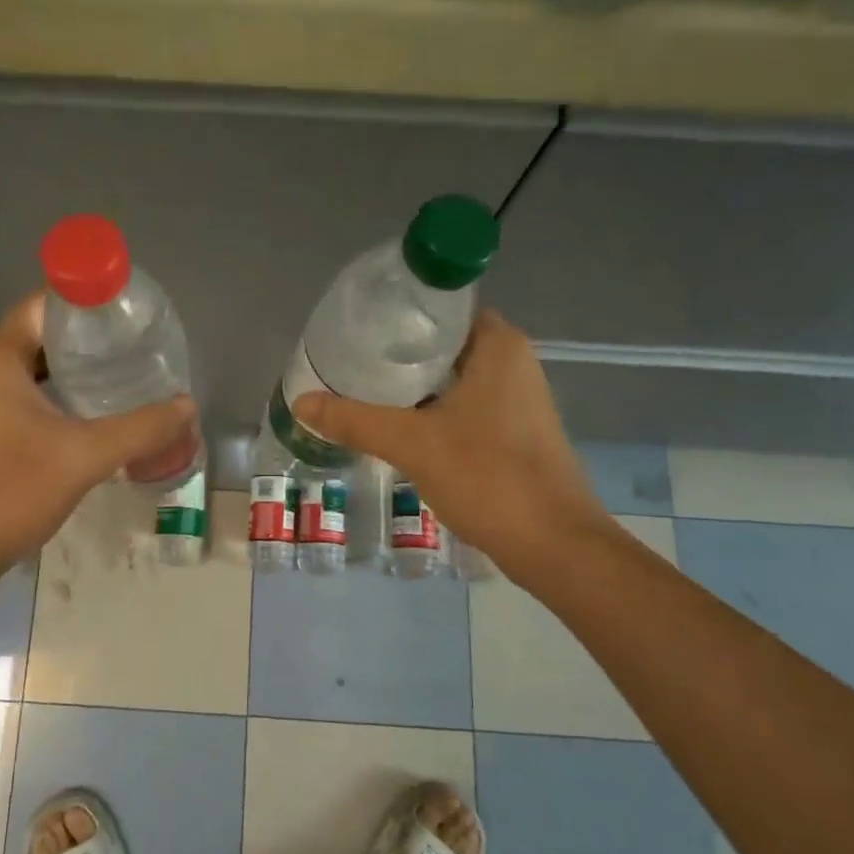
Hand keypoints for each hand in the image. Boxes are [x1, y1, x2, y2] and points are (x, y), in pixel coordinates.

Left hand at [0, 293, 197, 577]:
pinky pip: (20, 394)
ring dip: (71, 370)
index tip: (127, 314)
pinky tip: (87, 414)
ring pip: (30, 367)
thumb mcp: (85, 456)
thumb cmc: (12, 491)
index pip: (44, 304)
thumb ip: (141, 428)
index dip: (86, 302)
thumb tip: (187, 405)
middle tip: (134, 348)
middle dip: (87, 339)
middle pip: (39, 334)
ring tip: (120, 377)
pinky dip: (53, 395)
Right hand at [290, 310, 607, 572]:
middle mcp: (512, 362)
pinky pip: (462, 405)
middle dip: (396, 352)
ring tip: (361, 387)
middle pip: (441, 343)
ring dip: (411, 384)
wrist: (552, 545)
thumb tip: (301, 402)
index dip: (398, 314)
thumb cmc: (488, 477)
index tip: (357, 325)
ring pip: (451, 378)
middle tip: (348, 359)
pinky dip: (430, 409)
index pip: (440, 308)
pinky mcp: (513, 431)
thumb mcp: (411, 444)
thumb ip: (355, 420)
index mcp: (497, 346)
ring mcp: (516, 399)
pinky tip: (395, 424)